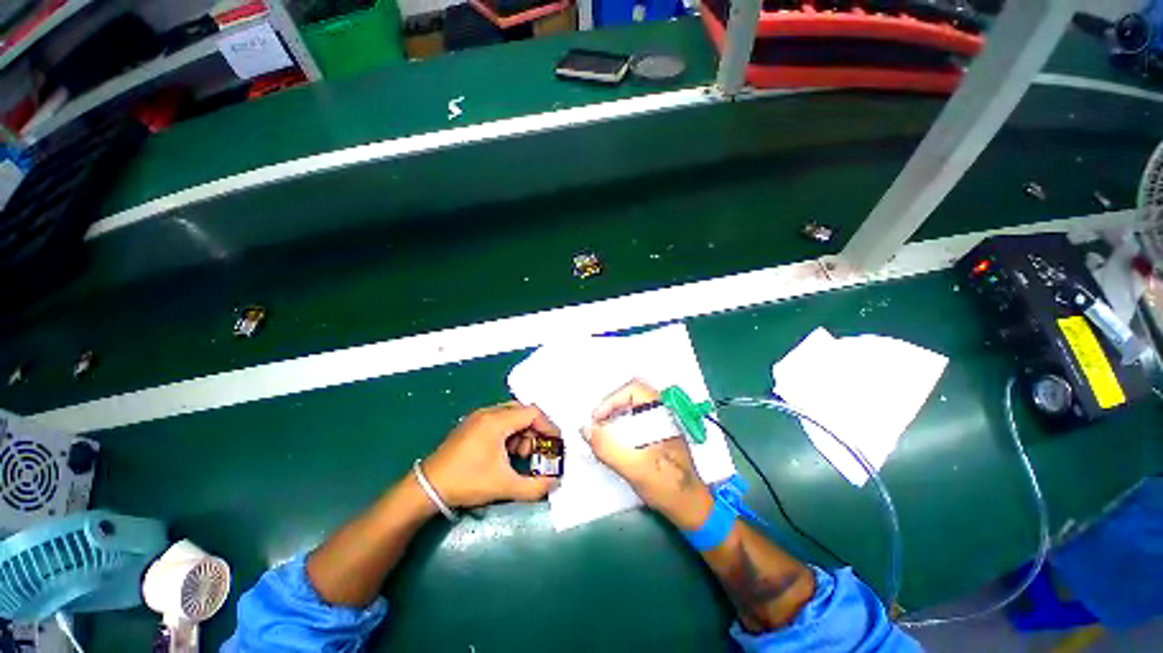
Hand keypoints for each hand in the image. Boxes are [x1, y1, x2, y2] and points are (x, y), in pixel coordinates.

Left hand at [423, 402, 560, 507]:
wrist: (427, 487)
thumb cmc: (467, 482)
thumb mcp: (503, 485)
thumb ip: (534, 486)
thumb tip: (556, 484)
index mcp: (497, 421)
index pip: (532, 413)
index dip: (548, 426)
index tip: (556, 442)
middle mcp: (488, 413)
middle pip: (522, 412)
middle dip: (534, 431)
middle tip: (537, 450)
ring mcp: (478, 417)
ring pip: (511, 416)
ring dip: (522, 433)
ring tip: (520, 455)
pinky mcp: (471, 425)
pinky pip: (499, 421)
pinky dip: (509, 434)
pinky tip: (506, 453)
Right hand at [582, 380, 712, 529]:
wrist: (691, 507)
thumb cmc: (667, 486)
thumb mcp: (635, 468)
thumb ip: (608, 448)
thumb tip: (585, 429)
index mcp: (663, 414)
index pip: (634, 389)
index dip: (612, 399)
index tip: (597, 418)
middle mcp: (663, 413)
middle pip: (631, 396)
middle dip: (610, 407)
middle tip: (596, 424)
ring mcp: (661, 423)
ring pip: (632, 408)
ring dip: (614, 416)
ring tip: (601, 433)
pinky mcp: (657, 435)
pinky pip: (635, 420)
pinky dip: (620, 425)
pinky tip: (613, 441)